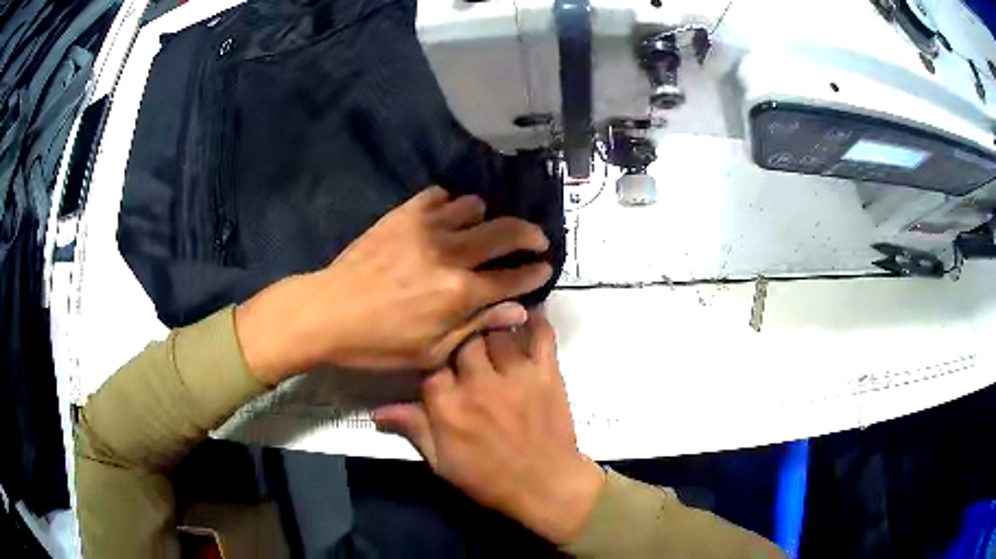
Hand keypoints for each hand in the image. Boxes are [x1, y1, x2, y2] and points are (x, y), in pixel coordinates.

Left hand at [236, 187, 553, 383]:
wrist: (328, 311)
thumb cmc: (379, 343)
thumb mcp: (431, 351)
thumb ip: (477, 326)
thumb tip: (519, 311)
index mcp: (460, 293)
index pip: (513, 277)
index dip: (535, 271)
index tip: (546, 266)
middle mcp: (451, 254)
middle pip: (505, 232)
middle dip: (530, 234)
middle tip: (536, 239)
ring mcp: (426, 228)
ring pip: (474, 207)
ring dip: (484, 219)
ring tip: (478, 231)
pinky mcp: (403, 214)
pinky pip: (438, 196)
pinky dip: (449, 205)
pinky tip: (443, 219)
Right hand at [373, 313, 604, 543]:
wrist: (545, 486)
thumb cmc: (489, 478)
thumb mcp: (442, 463)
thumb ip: (413, 430)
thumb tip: (376, 411)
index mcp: (448, 407)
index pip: (429, 363)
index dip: (430, 357)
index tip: (434, 360)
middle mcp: (479, 384)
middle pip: (462, 339)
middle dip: (459, 336)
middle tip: (461, 340)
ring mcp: (516, 376)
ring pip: (496, 329)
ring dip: (490, 325)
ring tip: (488, 324)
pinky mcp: (547, 373)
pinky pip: (541, 335)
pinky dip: (536, 321)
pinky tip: (526, 315)